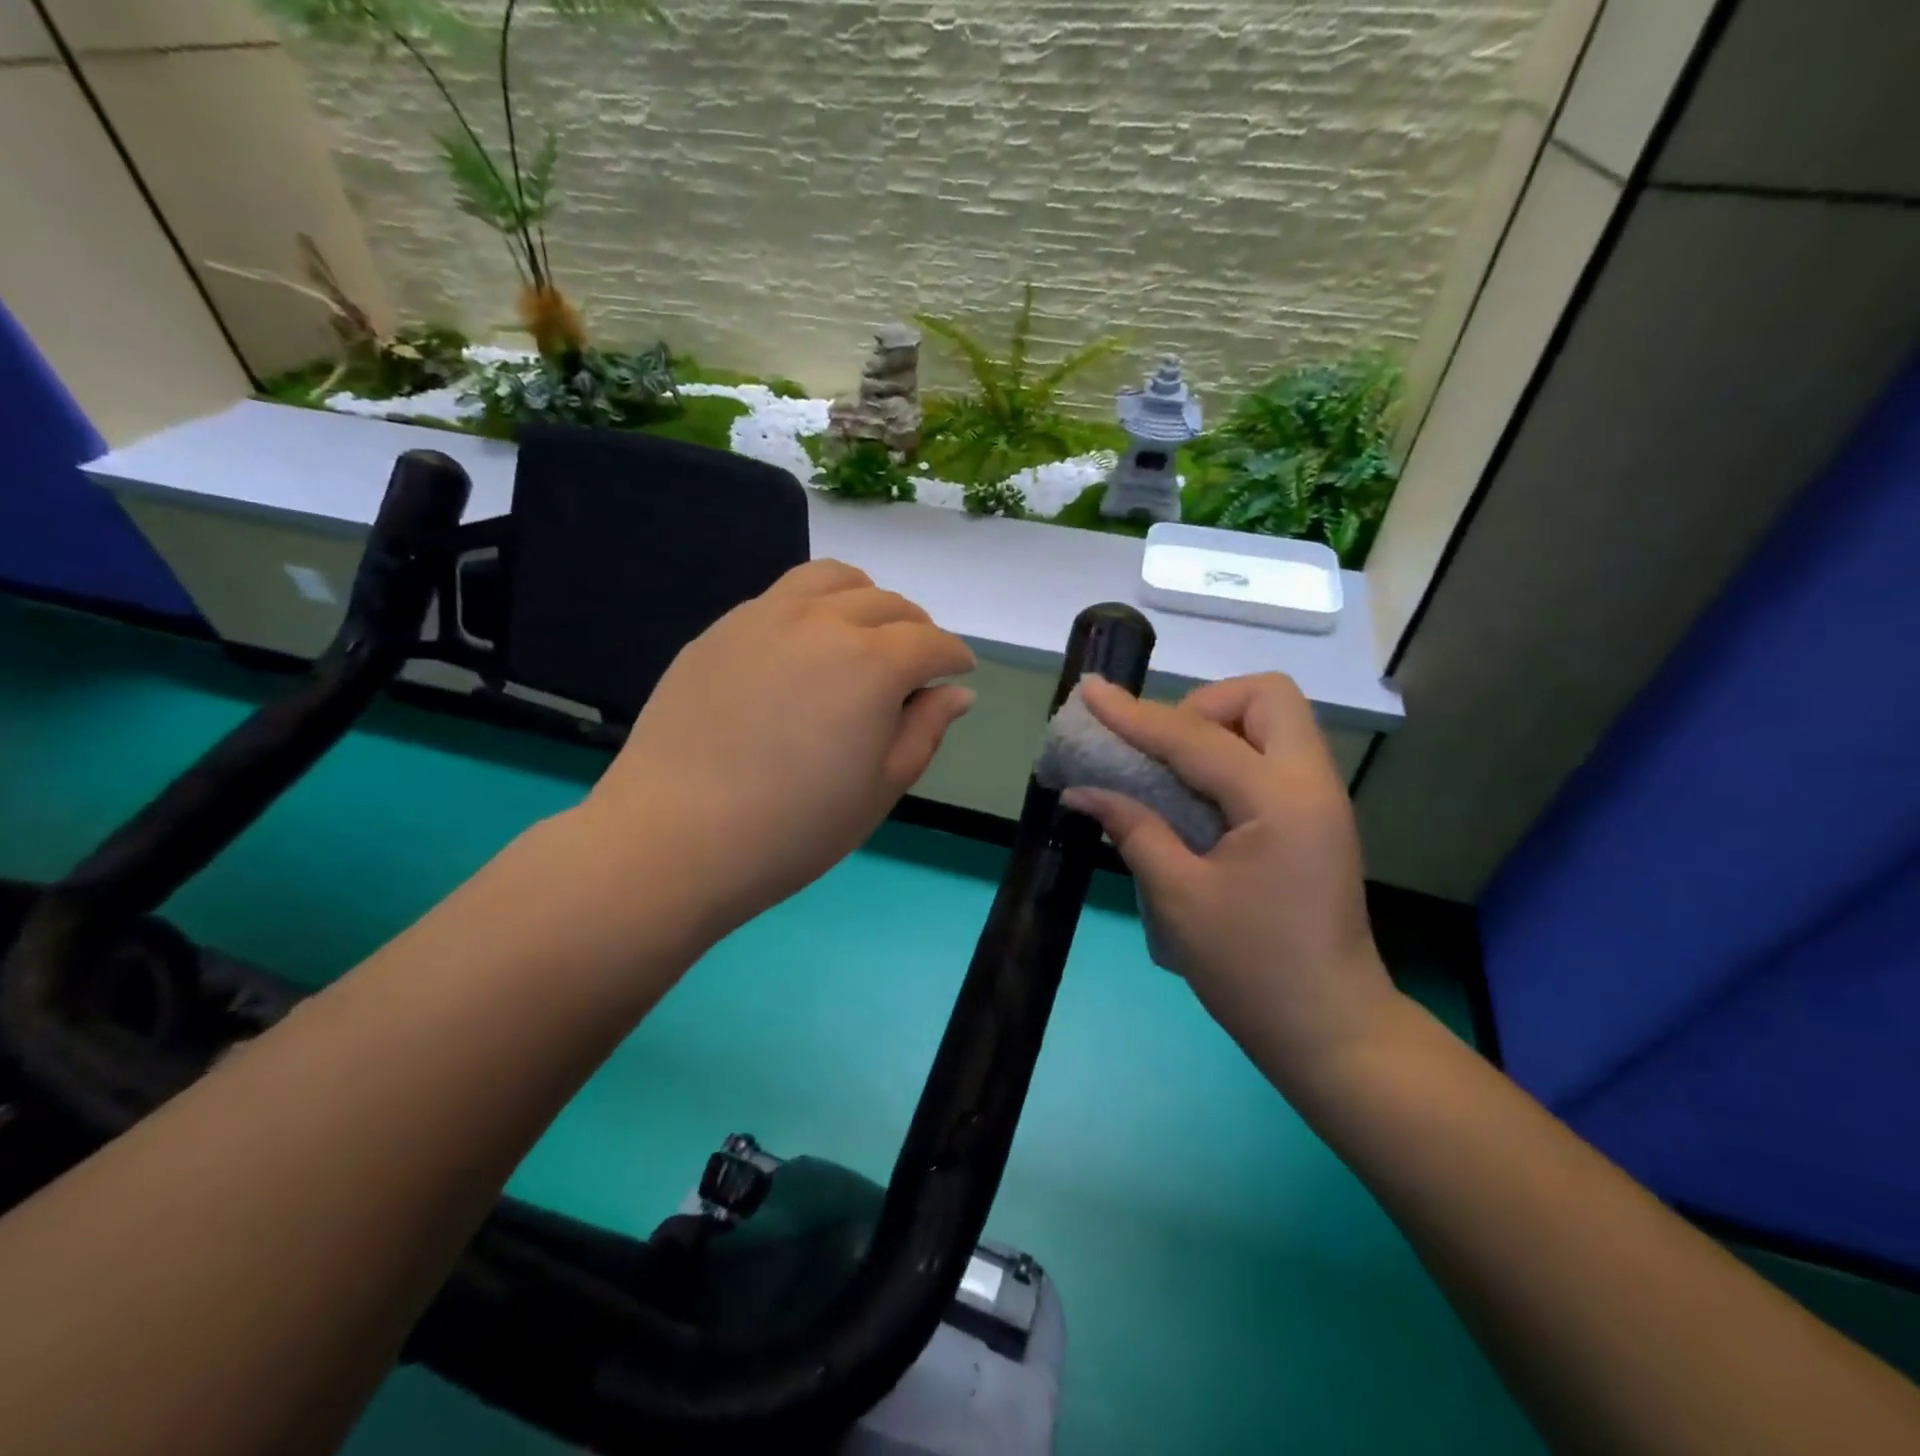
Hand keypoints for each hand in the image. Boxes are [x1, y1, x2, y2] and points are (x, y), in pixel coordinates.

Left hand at [578, 559, 975, 937]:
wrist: (675, 838)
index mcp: (872, 664)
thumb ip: (925, 731)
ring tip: (865, 634)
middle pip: (886, 603)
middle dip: (916, 628)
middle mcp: (822, 622)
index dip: (953, 655)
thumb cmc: (794, 828)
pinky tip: (805, 647)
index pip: (930, 642)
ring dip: (865, 599)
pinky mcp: (721, 630)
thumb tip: (956, 693)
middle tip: (917, 662)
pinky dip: (814, 607)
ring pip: (832, 580)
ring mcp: (764, 617)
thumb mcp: (880, 789)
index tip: (960, 670)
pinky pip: (782, 596)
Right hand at [1061, 674, 1400, 1092]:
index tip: (1092, 691)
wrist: (1331, 1030)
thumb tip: (1083, 790)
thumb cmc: (1251, 970)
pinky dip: (1232, 754)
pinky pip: (1275, 755)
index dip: (1136, 715)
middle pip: (1266, 696)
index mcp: (1279, 801)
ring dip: (1219, 727)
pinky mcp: (1317, 819)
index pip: (1197, 737)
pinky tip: (1196, 794)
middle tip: (1161, 750)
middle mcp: (1311, 784)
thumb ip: (1133, 829)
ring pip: (1275, 721)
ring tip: (1173, 770)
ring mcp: (1322, 799)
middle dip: (1203, 706)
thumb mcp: (1179, 898)